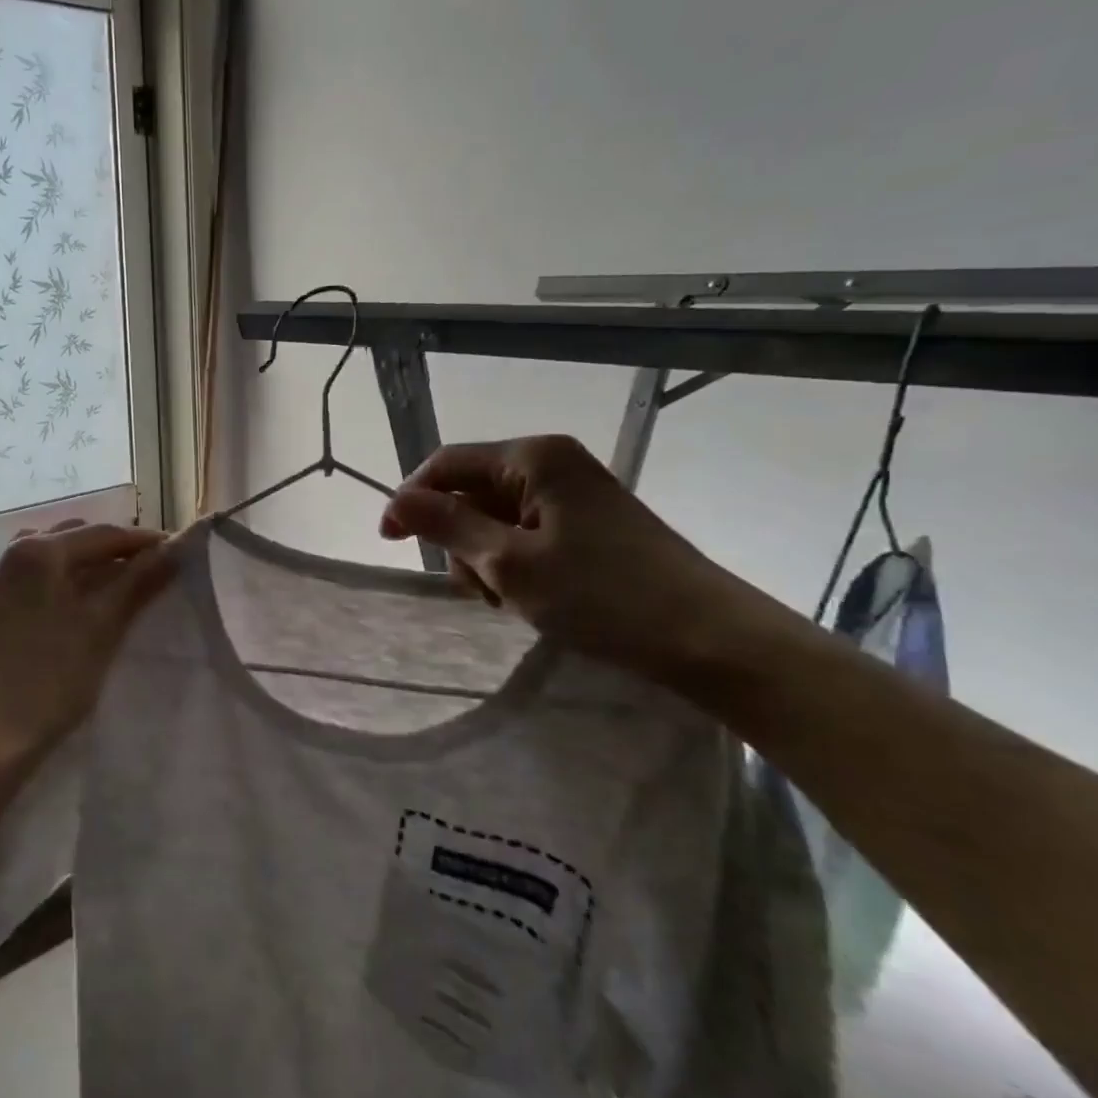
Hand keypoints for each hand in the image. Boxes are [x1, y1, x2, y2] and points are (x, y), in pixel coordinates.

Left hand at [0, 520, 175, 769]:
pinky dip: (45, 581)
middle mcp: (5, 554)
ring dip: (75, 562)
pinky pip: (18, 580)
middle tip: (145, 569)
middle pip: (69, 539)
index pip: (101, 535)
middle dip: (109, 549)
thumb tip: (175, 548)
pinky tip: (55, 600)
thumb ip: (139, 581)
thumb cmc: (51, 679)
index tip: (174, 550)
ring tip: (104, 583)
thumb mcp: (103, 626)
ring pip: (41, 556)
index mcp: (36, 551)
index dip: (141, 542)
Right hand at [379, 435, 787, 689]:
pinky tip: (529, 595)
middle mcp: (551, 463)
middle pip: (470, 490)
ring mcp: (572, 493)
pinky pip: (524, 532)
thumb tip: (395, 500)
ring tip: (507, 598)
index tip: (388, 542)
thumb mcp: (508, 562)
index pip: (446, 463)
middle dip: (457, 538)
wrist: (709, 639)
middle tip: (476, 588)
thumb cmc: (602, 596)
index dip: (411, 499)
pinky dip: (512, 563)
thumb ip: (446, 525)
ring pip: (494, 516)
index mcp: (533, 457)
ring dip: (484, 557)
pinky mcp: (588, 523)